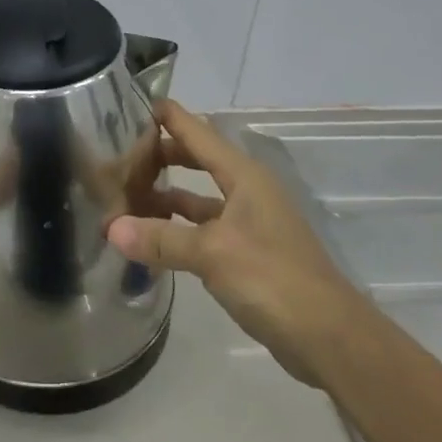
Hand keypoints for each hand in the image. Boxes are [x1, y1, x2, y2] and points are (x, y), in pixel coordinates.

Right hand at [107, 101, 354, 388]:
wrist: (330, 337)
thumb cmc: (273, 278)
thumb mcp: (212, 254)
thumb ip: (161, 239)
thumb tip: (111, 228)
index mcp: (244, 176)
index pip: (198, 132)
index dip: (169, 116)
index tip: (133, 104)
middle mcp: (247, 191)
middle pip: (198, 160)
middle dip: (162, 156)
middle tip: (120, 154)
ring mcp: (249, 223)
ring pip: (199, 197)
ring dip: (166, 196)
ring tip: (126, 196)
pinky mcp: (248, 253)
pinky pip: (204, 228)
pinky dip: (179, 228)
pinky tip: (152, 237)